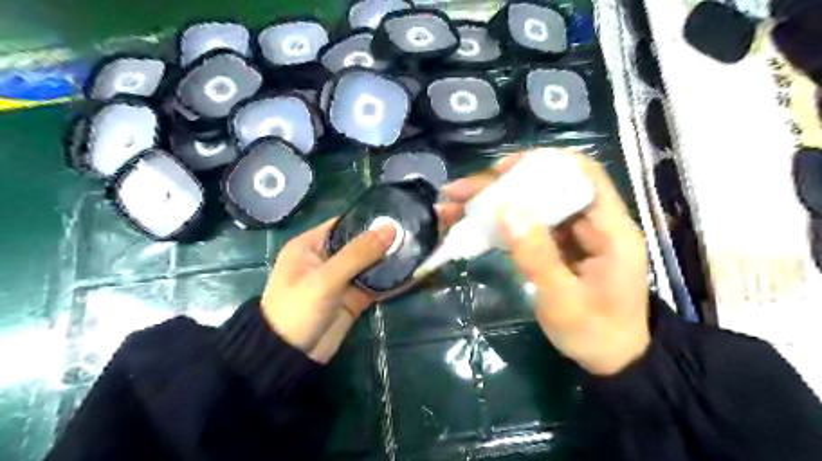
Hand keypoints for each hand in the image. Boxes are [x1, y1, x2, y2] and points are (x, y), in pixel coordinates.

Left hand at [261, 207, 461, 365]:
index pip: (345, 223)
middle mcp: (328, 258)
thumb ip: (358, 254)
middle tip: (418, 230)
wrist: (289, 359)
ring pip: (372, 264)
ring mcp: (343, 279)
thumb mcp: (324, 279)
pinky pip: (377, 284)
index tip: (400, 213)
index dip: (370, 218)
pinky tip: (416, 272)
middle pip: (362, 243)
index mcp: (312, 244)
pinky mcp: (354, 298)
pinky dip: (393, 280)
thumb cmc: (296, 311)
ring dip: (393, 259)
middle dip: (387, 239)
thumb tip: (391, 228)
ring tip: (422, 246)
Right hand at [440, 149, 652, 375]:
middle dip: (500, 184)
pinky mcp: (557, 244)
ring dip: (492, 201)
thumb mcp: (563, 301)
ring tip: (452, 205)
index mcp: (610, 230)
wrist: (612, 358)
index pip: (582, 174)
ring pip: (532, 203)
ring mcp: (573, 233)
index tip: (500, 171)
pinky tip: (468, 223)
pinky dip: (497, 221)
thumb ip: (537, 256)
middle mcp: (593, 222)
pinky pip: (526, 224)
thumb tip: (506, 210)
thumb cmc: (594, 333)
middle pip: (546, 186)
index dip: (543, 163)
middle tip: (458, 191)